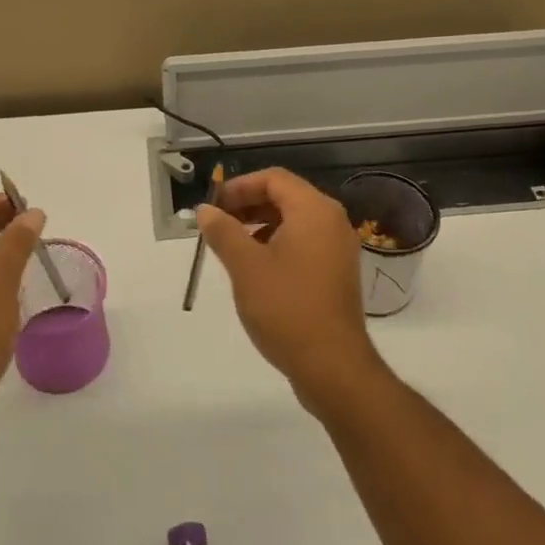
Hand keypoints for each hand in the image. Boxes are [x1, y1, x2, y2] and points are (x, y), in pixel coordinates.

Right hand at [196, 169, 387, 410]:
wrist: (332, 366)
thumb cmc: (286, 308)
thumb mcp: (245, 266)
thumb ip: (223, 232)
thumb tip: (205, 210)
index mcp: (314, 211)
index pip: (274, 179)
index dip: (239, 186)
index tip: (213, 206)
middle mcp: (332, 222)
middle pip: (285, 196)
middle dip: (248, 205)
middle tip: (217, 224)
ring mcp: (338, 248)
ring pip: (294, 221)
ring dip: (260, 225)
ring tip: (231, 246)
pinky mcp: (337, 272)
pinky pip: (304, 243)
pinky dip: (277, 244)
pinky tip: (256, 268)